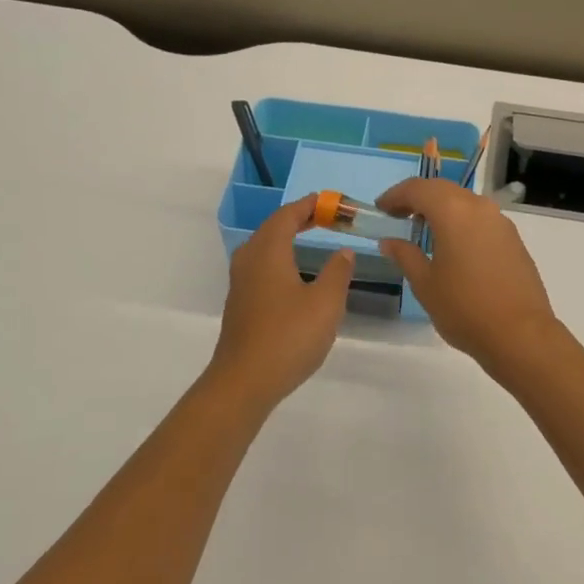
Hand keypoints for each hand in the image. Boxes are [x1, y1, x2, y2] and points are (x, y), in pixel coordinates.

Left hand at [206, 194, 355, 405]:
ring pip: (263, 248)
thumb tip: (343, 251)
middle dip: (297, 219)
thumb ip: (338, 272)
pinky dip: (279, 258)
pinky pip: (260, 267)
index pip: (287, 215)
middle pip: (272, 228)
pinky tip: (293, 274)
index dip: (308, 205)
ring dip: (286, 238)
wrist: (244, 382)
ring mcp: (241, 283)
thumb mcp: (326, 303)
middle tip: (324, 217)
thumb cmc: (289, 336)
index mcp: (268, 251)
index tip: (329, 202)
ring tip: (309, 239)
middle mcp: (250, 260)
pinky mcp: (240, 304)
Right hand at [375, 178, 561, 367]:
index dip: (396, 195)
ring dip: (442, 209)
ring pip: (464, 202)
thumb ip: (405, 255)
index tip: (381, 209)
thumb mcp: (425, 284)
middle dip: (418, 198)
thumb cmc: (464, 308)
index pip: (418, 189)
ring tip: (424, 231)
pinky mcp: (513, 239)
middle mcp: (479, 207)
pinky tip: (454, 246)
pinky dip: (461, 222)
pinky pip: (481, 219)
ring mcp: (500, 222)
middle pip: (443, 190)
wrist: (521, 334)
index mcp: (453, 211)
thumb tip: (389, 241)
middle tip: (398, 216)